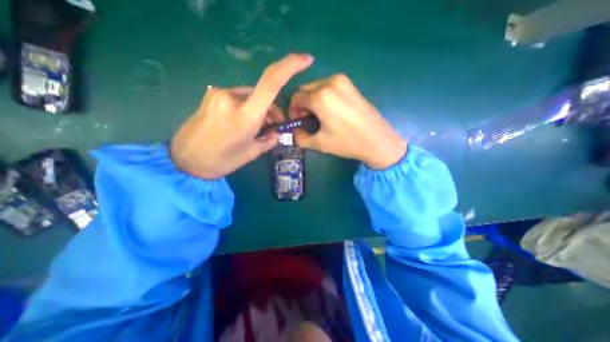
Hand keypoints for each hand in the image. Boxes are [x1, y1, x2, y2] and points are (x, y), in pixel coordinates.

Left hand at [172, 53, 313, 178]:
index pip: (272, 81)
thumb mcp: (253, 152)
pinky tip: (242, 122)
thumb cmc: (223, 160)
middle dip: (272, 109)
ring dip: (258, 109)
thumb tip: (276, 132)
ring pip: (250, 96)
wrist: (186, 161)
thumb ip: (269, 139)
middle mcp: (232, 97)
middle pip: (262, 93)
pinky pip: (237, 97)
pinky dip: (246, 107)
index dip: (291, 66)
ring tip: (257, 128)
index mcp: (246, 114)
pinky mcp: (211, 95)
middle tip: (274, 126)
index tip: (306, 59)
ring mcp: (219, 93)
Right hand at [289, 74, 405, 168]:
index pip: (295, 98)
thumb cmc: (347, 142)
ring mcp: (342, 81)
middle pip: (305, 90)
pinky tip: (331, 110)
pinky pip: (328, 86)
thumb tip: (295, 132)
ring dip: (312, 99)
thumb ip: (300, 138)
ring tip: (319, 116)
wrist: (377, 140)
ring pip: (316, 86)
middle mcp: (329, 83)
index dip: (292, 110)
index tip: (297, 121)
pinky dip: (323, 96)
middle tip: (307, 119)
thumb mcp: (319, 143)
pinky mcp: (350, 84)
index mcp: (320, 97)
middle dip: (302, 104)